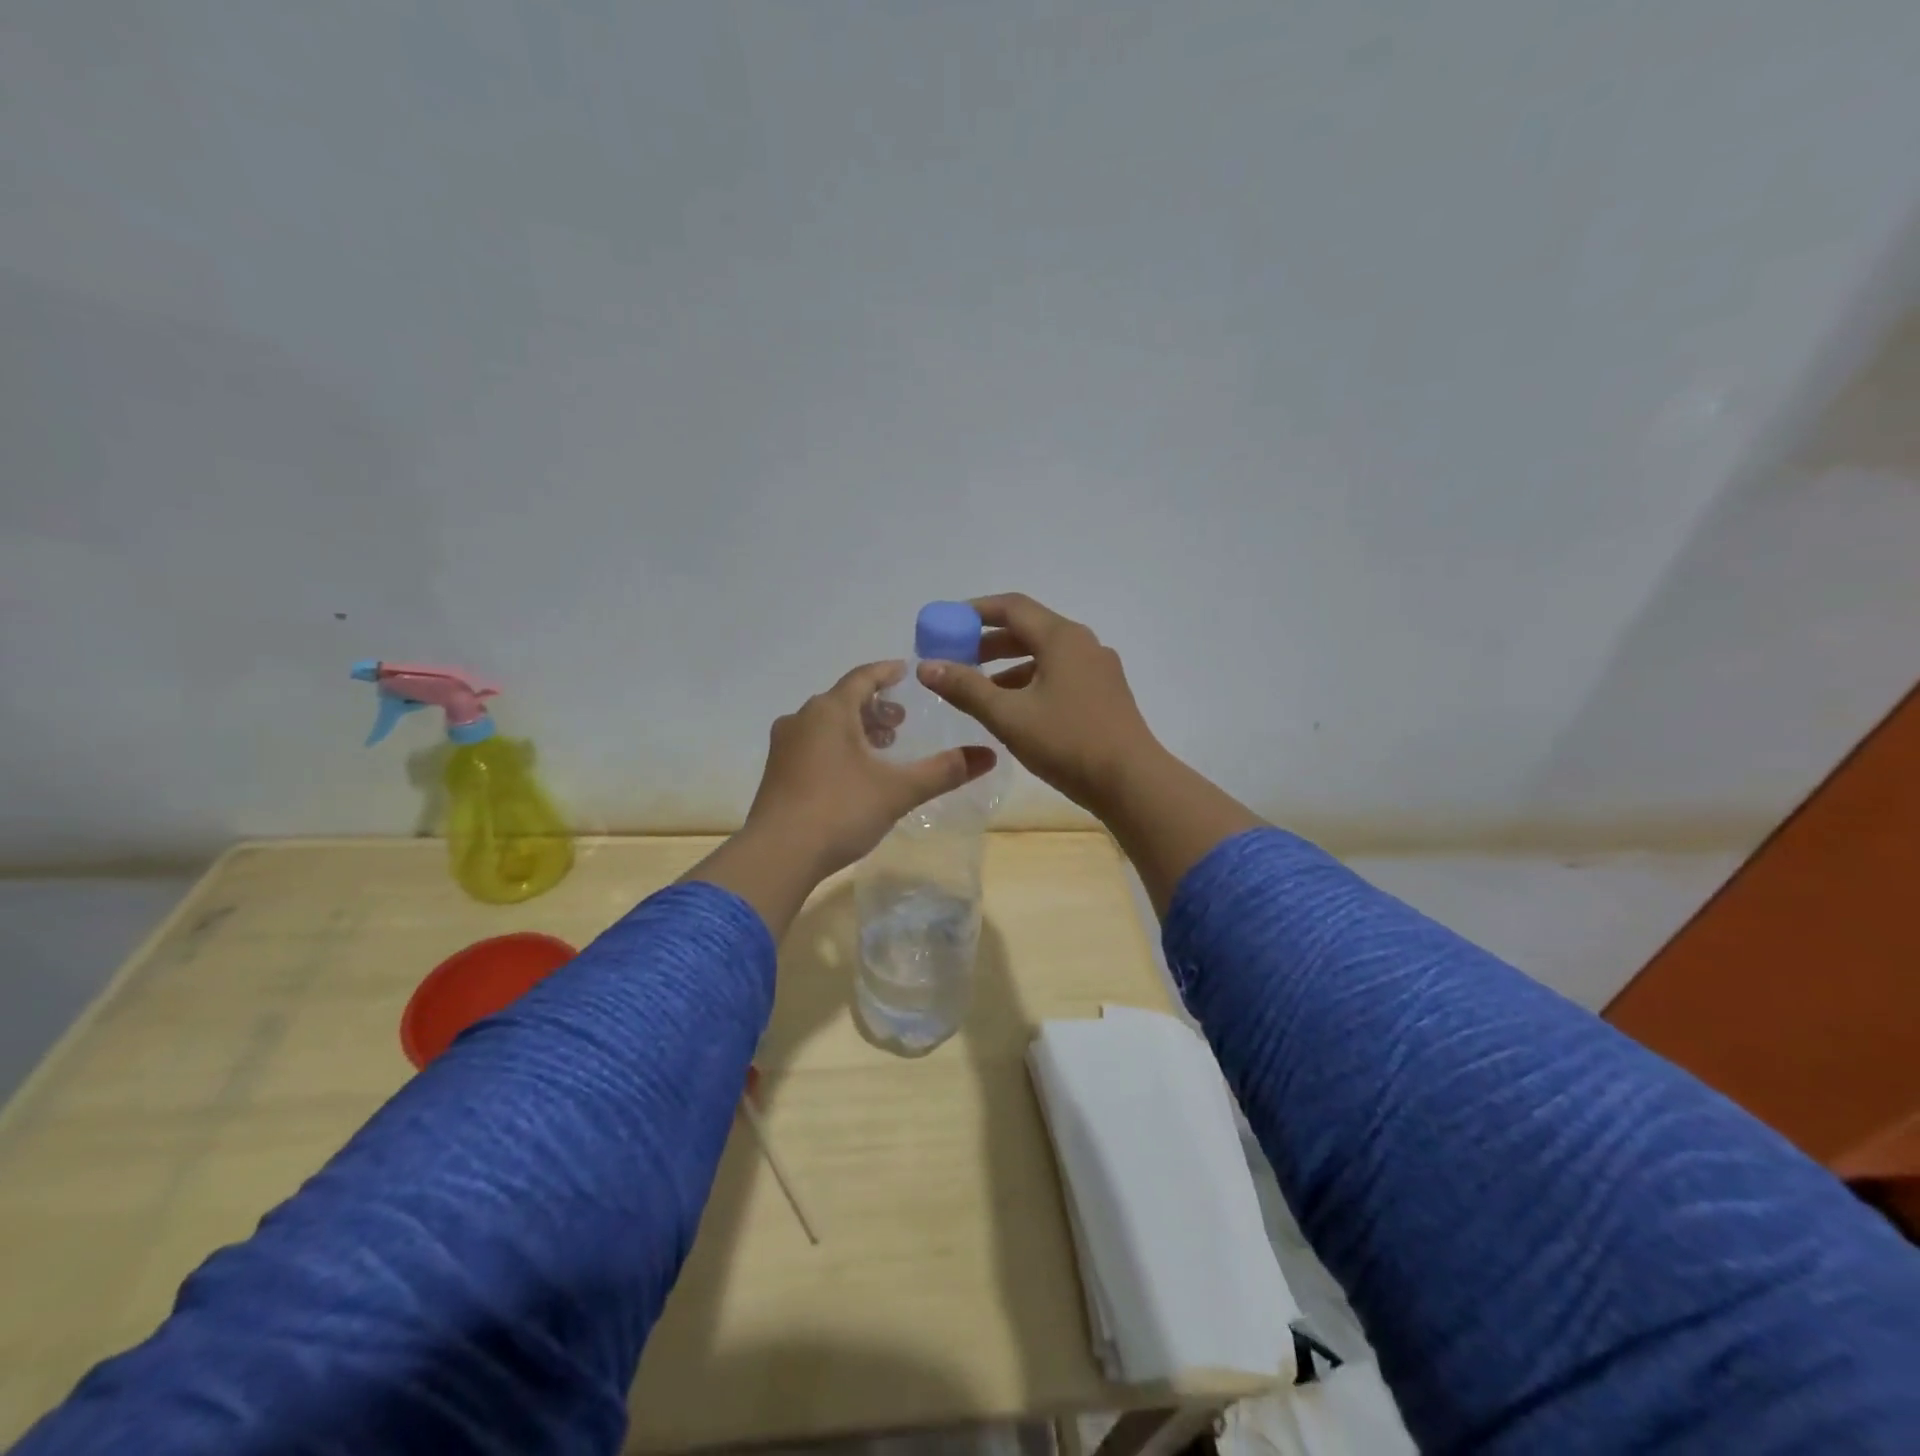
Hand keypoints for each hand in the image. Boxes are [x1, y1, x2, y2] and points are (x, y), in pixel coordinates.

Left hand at [686, 661, 996, 935]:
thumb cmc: (840, 810)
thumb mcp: (899, 790)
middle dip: (874, 706)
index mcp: (830, 710)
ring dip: (855, 728)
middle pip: (843, 700)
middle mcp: (802, 719)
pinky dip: (837, 746)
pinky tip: (852, 772)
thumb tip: (989, 754)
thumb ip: (944, 771)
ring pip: (825, 724)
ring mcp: (784, 746)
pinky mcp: (776, 772)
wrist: (778, 855)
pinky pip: (812, 744)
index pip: (863, 677)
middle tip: (900, 721)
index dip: (887, 672)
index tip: (906, 671)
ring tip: (881, 746)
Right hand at [917, 593, 1162, 814]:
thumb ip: (965, 688)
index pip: (1011, 607)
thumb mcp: (1008, 716)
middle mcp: (1083, 644)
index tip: (945, 624)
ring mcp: (1099, 670)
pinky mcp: (1105, 695)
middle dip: (988, 642)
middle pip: (1029, 630)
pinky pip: (1060, 675)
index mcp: (1062, 638)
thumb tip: (926, 666)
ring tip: (980, 690)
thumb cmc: (1067, 743)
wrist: (1132, 782)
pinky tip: (1016, 711)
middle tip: (957, 659)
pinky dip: (1032, 682)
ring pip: (1045, 656)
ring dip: (1009, 666)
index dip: (974, 612)